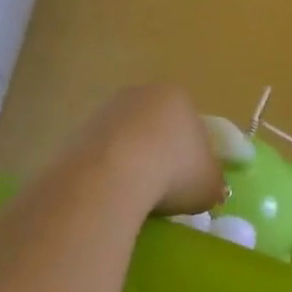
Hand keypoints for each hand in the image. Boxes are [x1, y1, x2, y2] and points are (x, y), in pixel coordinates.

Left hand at [77, 84, 224, 218]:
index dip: (193, 154)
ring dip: (131, 162)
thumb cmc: (174, 172)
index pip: (191, 123)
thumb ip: (213, 182)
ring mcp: (106, 110)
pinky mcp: (78, 130)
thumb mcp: (210, 185)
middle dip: (160, 153)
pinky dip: (107, 172)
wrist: (113, 175)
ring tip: (135, 197)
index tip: (190, 181)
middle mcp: (141, 94)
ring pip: (126, 139)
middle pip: (156, 126)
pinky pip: (101, 154)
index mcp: (178, 96)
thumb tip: (209, 188)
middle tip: (164, 190)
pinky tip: (111, 194)